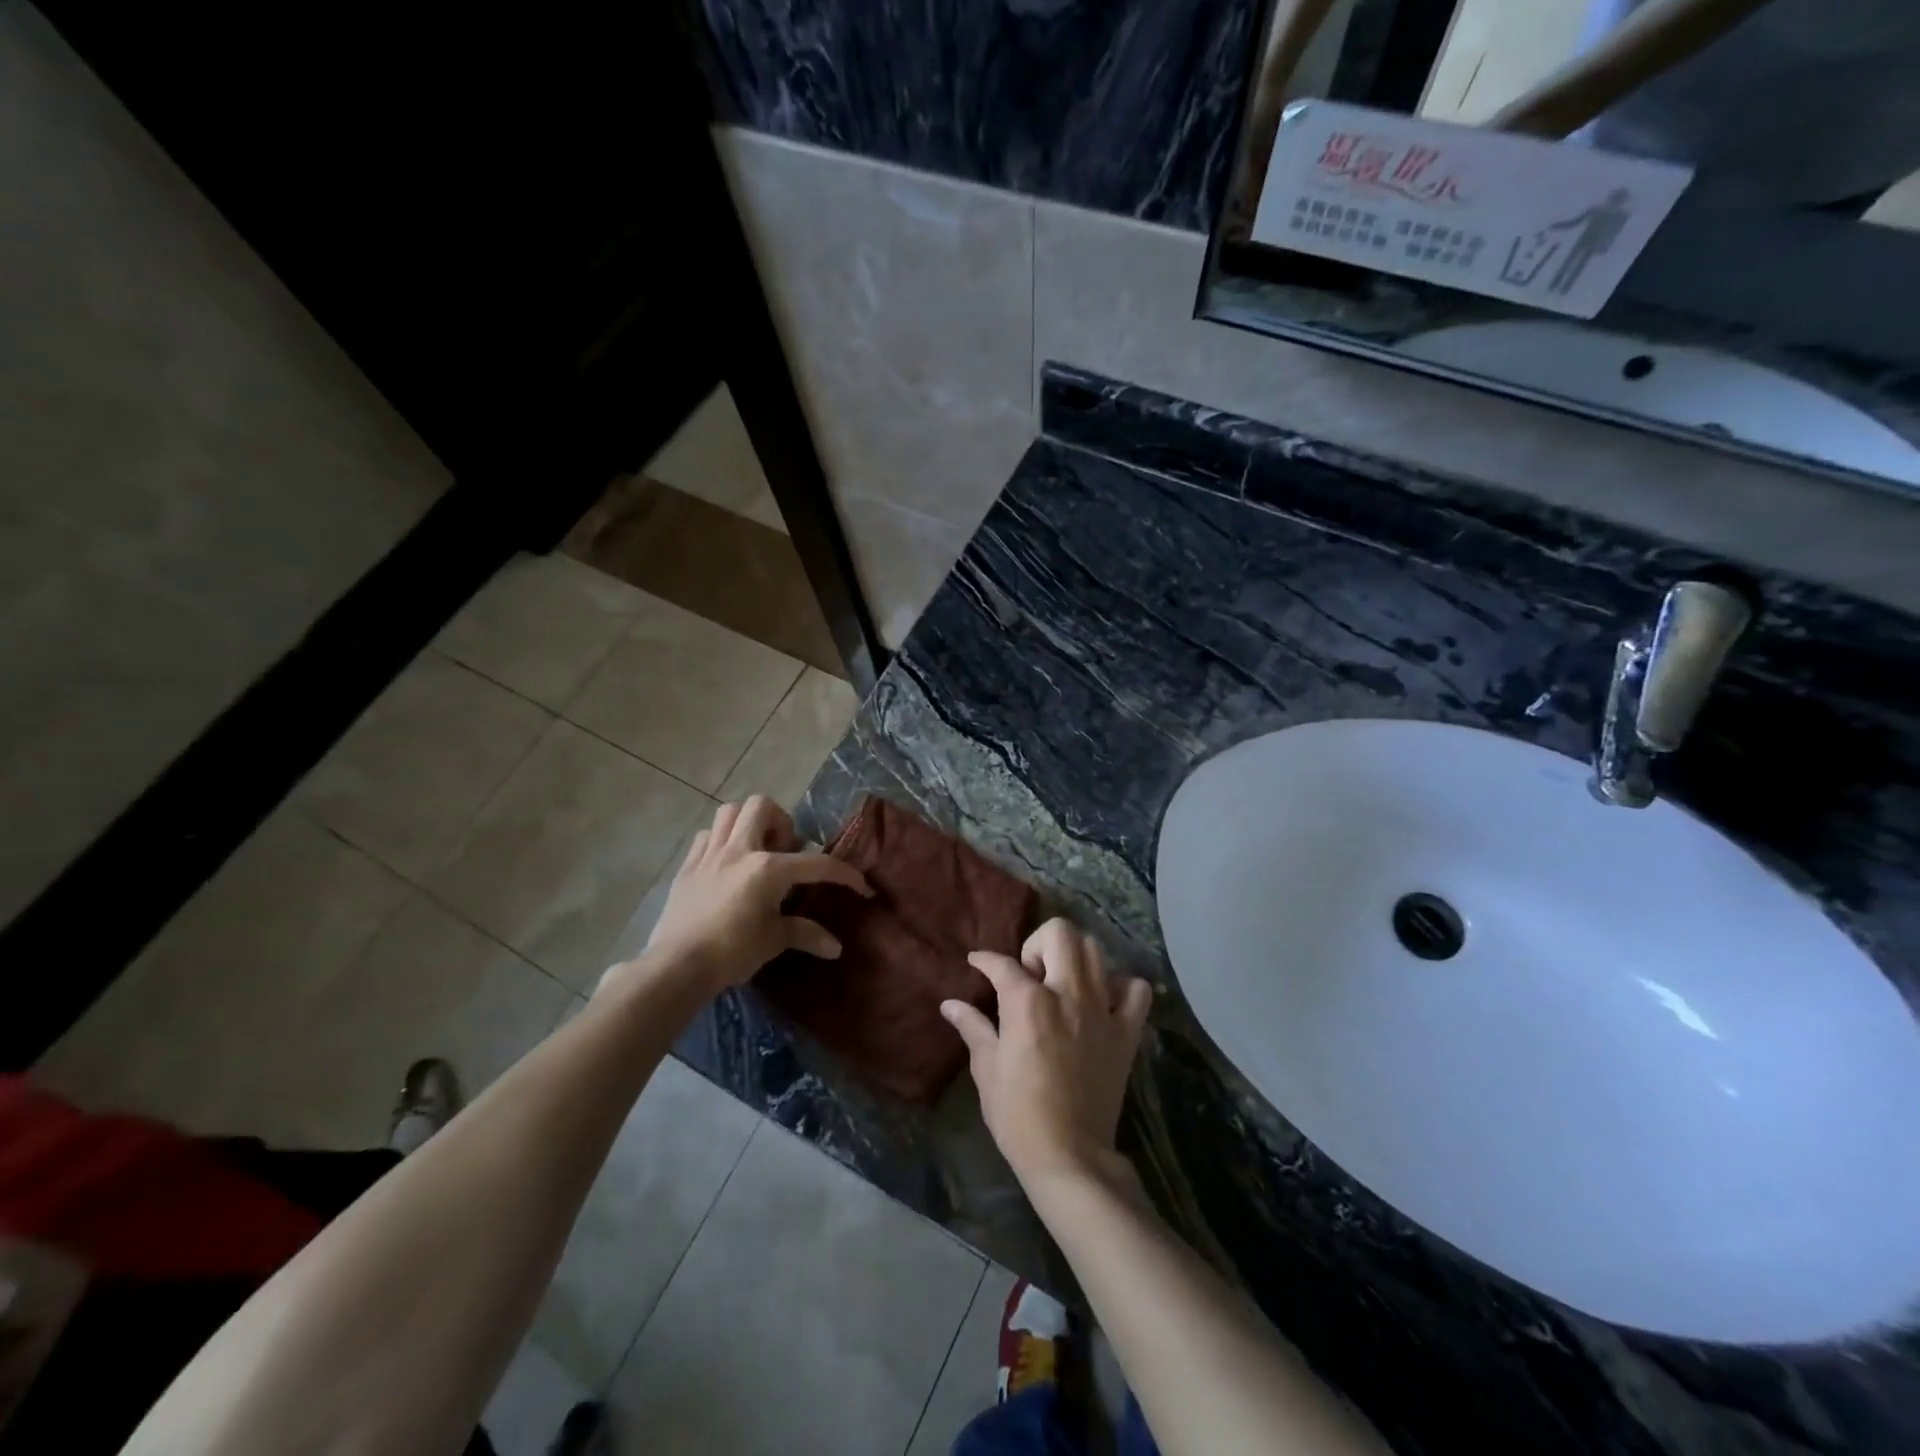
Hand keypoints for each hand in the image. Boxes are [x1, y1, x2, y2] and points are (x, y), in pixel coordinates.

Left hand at [641, 797, 870, 993]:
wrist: (676, 966)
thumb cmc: (731, 952)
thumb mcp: (773, 941)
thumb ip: (805, 934)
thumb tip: (836, 947)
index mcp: (768, 868)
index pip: (816, 863)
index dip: (844, 874)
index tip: (861, 886)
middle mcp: (740, 850)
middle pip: (762, 806)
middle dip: (781, 822)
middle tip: (786, 851)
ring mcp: (710, 853)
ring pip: (730, 812)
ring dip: (749, 823)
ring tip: (757, 849)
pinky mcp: (688, 865)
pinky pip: (707, 835)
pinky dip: (722, 841)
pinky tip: (727, 864)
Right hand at [942, 918, 1152, 1188]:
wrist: (1069, 1155)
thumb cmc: (1018, 1114)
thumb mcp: (987, 1069)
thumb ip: (972, 1027)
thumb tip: (950, 1004)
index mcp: (1028, 1002)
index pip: (1003, 964)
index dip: (985, 959)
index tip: (978, 962)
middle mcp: (1067, 994)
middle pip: (1060, 933)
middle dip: (1037, 944)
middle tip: (1029, 975)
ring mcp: (1102, 1010)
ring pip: (1095, 951)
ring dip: (1074, 958)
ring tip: (1061, 984)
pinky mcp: (1126, 1032)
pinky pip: (1136, 990)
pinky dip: (1120, 987)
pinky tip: (1102, 1002)